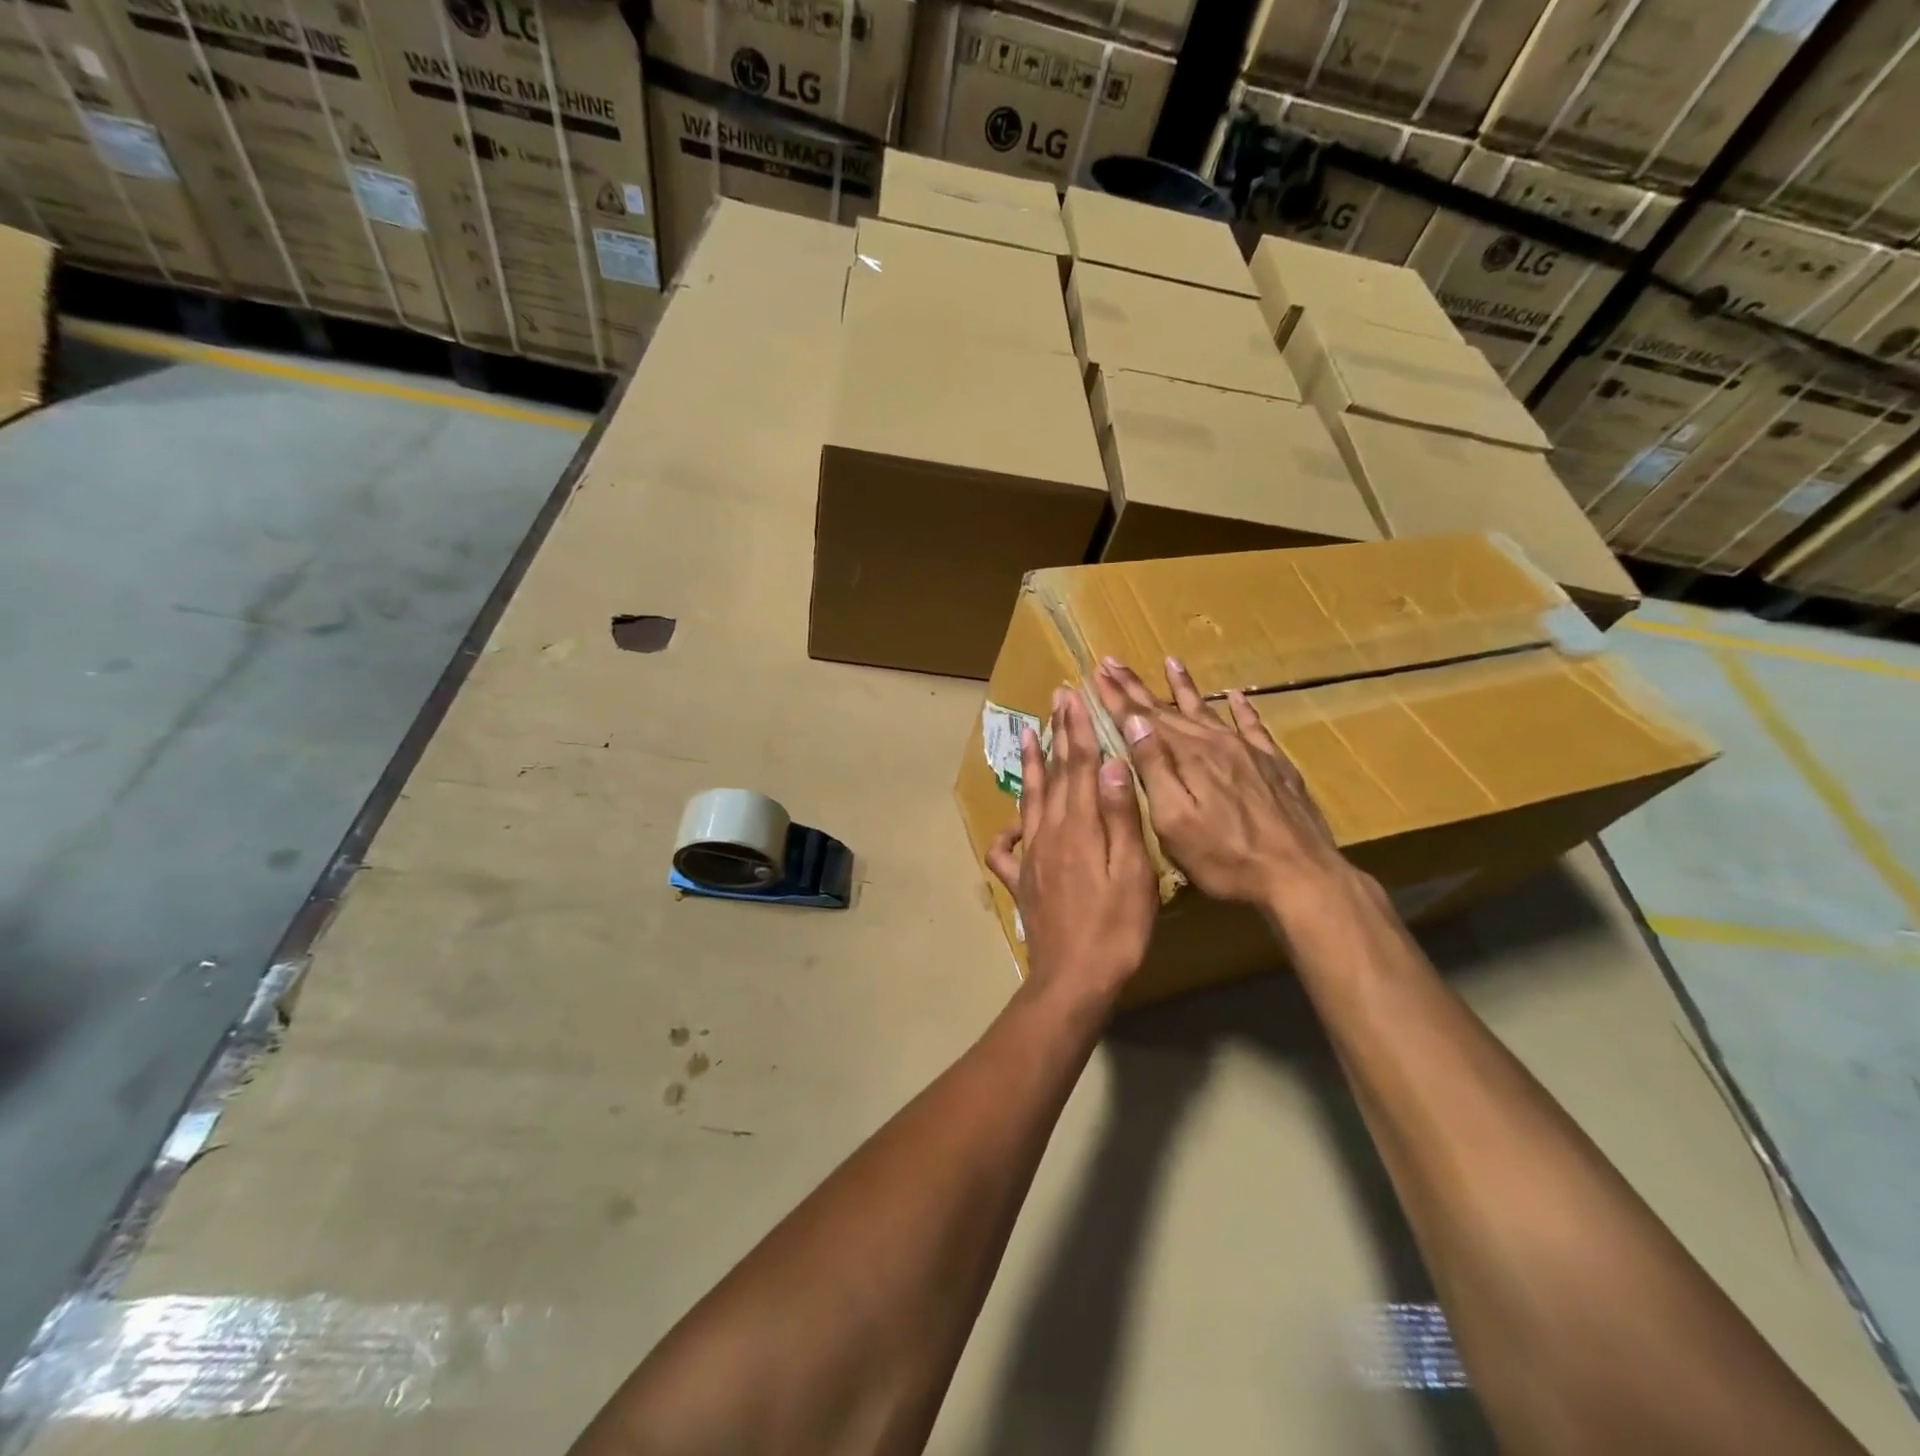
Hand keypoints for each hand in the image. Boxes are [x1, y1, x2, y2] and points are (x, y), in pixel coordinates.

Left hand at [986, 686, 1156, 1012]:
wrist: (1074, 978)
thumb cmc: (1115, 928)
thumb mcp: (1131, 872)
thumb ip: (1119, 816)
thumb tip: (1110, 763)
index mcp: (1079, 826)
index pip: (1079, 765)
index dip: (1078, 729)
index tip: (1074, 696)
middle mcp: (1049, 832)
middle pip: (1053, 774)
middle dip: (1056, 734)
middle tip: (1055, 700)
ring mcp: (1031, 856)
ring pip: (1029, 799)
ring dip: (1030, 765)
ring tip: (1028, 734)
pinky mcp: (1021, 880)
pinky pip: (1006, 848)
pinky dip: (1008, 829)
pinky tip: (1013, 821)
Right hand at [1093, 656, 1352, 918]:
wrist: (1301, 876)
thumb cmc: (1226, 858)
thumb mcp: (1175, 821)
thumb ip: (1154, 769)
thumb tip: (1134, 723)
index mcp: (1188, 758)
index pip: (1143, 719)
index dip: (1117, 696)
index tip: (1097, 671)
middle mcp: (1216, 744)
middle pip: (1169, 709)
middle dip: (1138, 687)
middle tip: (1114, 662)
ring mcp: (1249, 752)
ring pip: (1208, 711)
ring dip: (1185, 687)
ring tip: (1171, 662)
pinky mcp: (1275, 765)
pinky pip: (1254, 726)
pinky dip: (1242, 708)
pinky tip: (1237, 695)